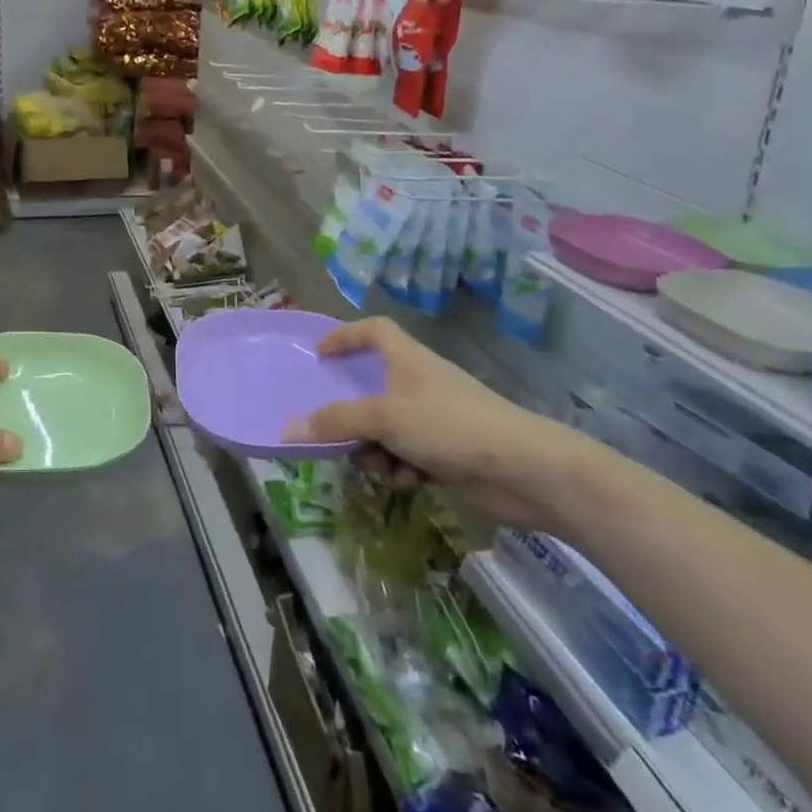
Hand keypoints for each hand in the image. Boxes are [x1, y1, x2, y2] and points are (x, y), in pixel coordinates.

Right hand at [282, 317, 586, 528]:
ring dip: (376, 448)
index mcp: (408, 359)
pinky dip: (402, 467)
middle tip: (335, 432)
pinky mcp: (447, 452)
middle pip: (373, 388)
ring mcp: (435, 418)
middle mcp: (419, 383)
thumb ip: (337, 421)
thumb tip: (288, 427)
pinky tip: (411, 481)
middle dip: (354, 414)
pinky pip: (408, 454)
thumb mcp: (385, 418)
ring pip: (387, 428)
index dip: (346, 336)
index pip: (373, 330)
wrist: (524, 471)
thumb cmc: (450, 425)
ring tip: (381, 465)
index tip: (320, 355)